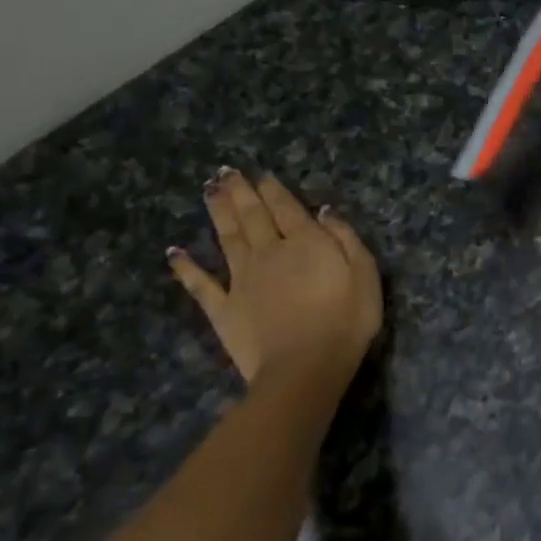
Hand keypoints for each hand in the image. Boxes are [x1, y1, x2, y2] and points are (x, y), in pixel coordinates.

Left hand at [168, 169, 381, 387]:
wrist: (304, 367)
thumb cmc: (346, 321)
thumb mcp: (365, 275)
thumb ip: (346, 239)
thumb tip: (325, 212)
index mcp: (305, 243)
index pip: (287, 208)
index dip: (273, 190)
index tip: (262, 175)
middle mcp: (269, 252)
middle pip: (252, 216)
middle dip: (240, 192)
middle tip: (226, 172)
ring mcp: (241, 279)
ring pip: (227, 238)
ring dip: (217, 213)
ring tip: (207, 190)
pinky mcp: (223, 308)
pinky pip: (200, 284)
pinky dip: (186, 267)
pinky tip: (174, 253)